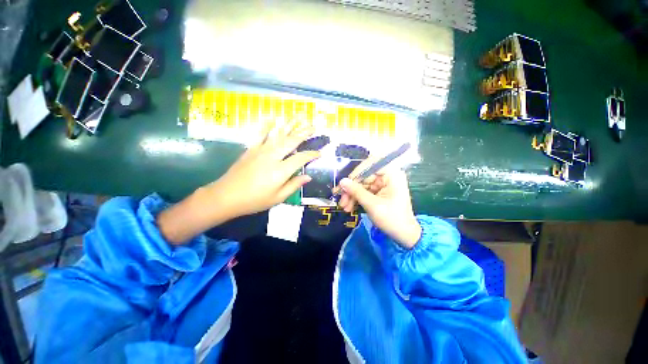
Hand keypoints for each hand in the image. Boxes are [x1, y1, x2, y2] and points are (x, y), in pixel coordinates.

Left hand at [207, 120, 319, 217]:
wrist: (226, 196)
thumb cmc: (254, 200)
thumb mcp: (278, 198)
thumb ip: (294, 185)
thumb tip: (308, 177)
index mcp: (281, 170)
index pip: (301, 158)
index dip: (311, 155)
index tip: (319, 153)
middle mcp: (273, 156)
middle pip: (291, 141)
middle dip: (304, 133)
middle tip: (313, 127)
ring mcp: (261, 151)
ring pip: (278, 135)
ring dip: (290, 126)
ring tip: (299, 118)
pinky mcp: (251, 149)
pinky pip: (260, 135)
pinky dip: (267, 126)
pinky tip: (272, 119)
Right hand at [337, 170, 421, 247]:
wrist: (404, 235)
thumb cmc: (392, 219)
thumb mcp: (372, 205)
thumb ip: (356, 191)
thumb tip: (342, 181)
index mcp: (391, 175)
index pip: (369, 166)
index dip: (355, 174)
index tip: (344, 184)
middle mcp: (387, 176)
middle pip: (363, 177)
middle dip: (351, 189)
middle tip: (341, 200)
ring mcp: (382, 185)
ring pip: (362, 186)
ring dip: (352, 196)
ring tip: (344, 207)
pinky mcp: (379, 193)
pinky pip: (364, 192)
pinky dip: (357, 199)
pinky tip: (350, 207)